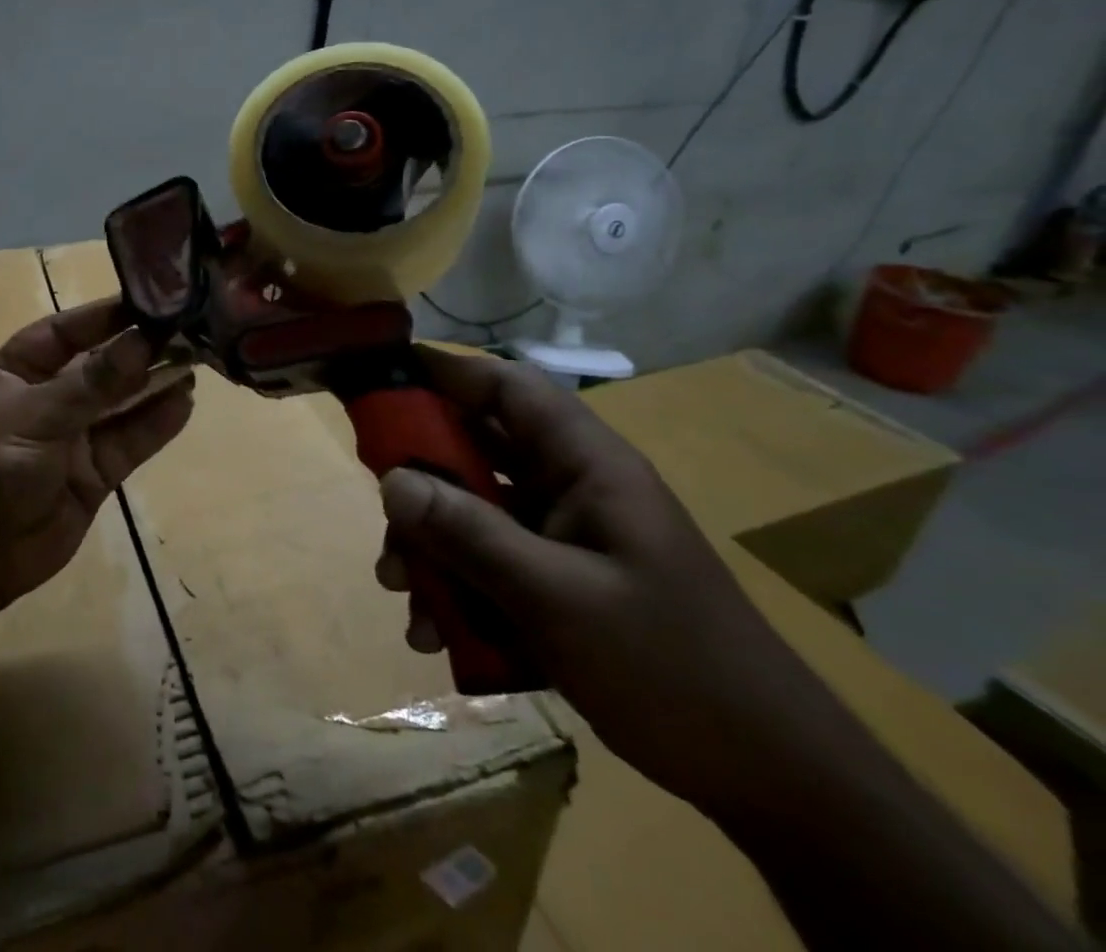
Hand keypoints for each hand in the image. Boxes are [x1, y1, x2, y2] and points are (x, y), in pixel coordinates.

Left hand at [0, 298, 194, 609]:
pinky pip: (130, 441)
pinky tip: (185, 403)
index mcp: (16, 371)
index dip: (105, 315)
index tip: (151, 300)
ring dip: (155, 383)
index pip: (65, 331)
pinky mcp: (94, 473)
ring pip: (121, 403)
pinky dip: (157, 423)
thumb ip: (91, 383)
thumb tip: (141, 341)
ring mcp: (72, 436)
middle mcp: (47, 397)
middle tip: (187, 329)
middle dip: (139, 349)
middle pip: (100, 365)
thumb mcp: (34, 417)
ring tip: (196, 360)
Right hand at [375, 348, 833, 815]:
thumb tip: (391, 482)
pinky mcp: (560, 581)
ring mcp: (565, 536)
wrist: (773, 781)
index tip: (379, 380)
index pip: (508, 387)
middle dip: (420, 484)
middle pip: (476, 450)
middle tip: (382, 520)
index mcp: (587, 465)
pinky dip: (457, 589)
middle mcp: (571, 487)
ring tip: (405, 599)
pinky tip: (438, 638)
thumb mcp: (557, 599)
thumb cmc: (671, 668)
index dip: (445, 372)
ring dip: (432, 548)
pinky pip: (489, 563)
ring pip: (474, 511)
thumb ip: (470, 535)